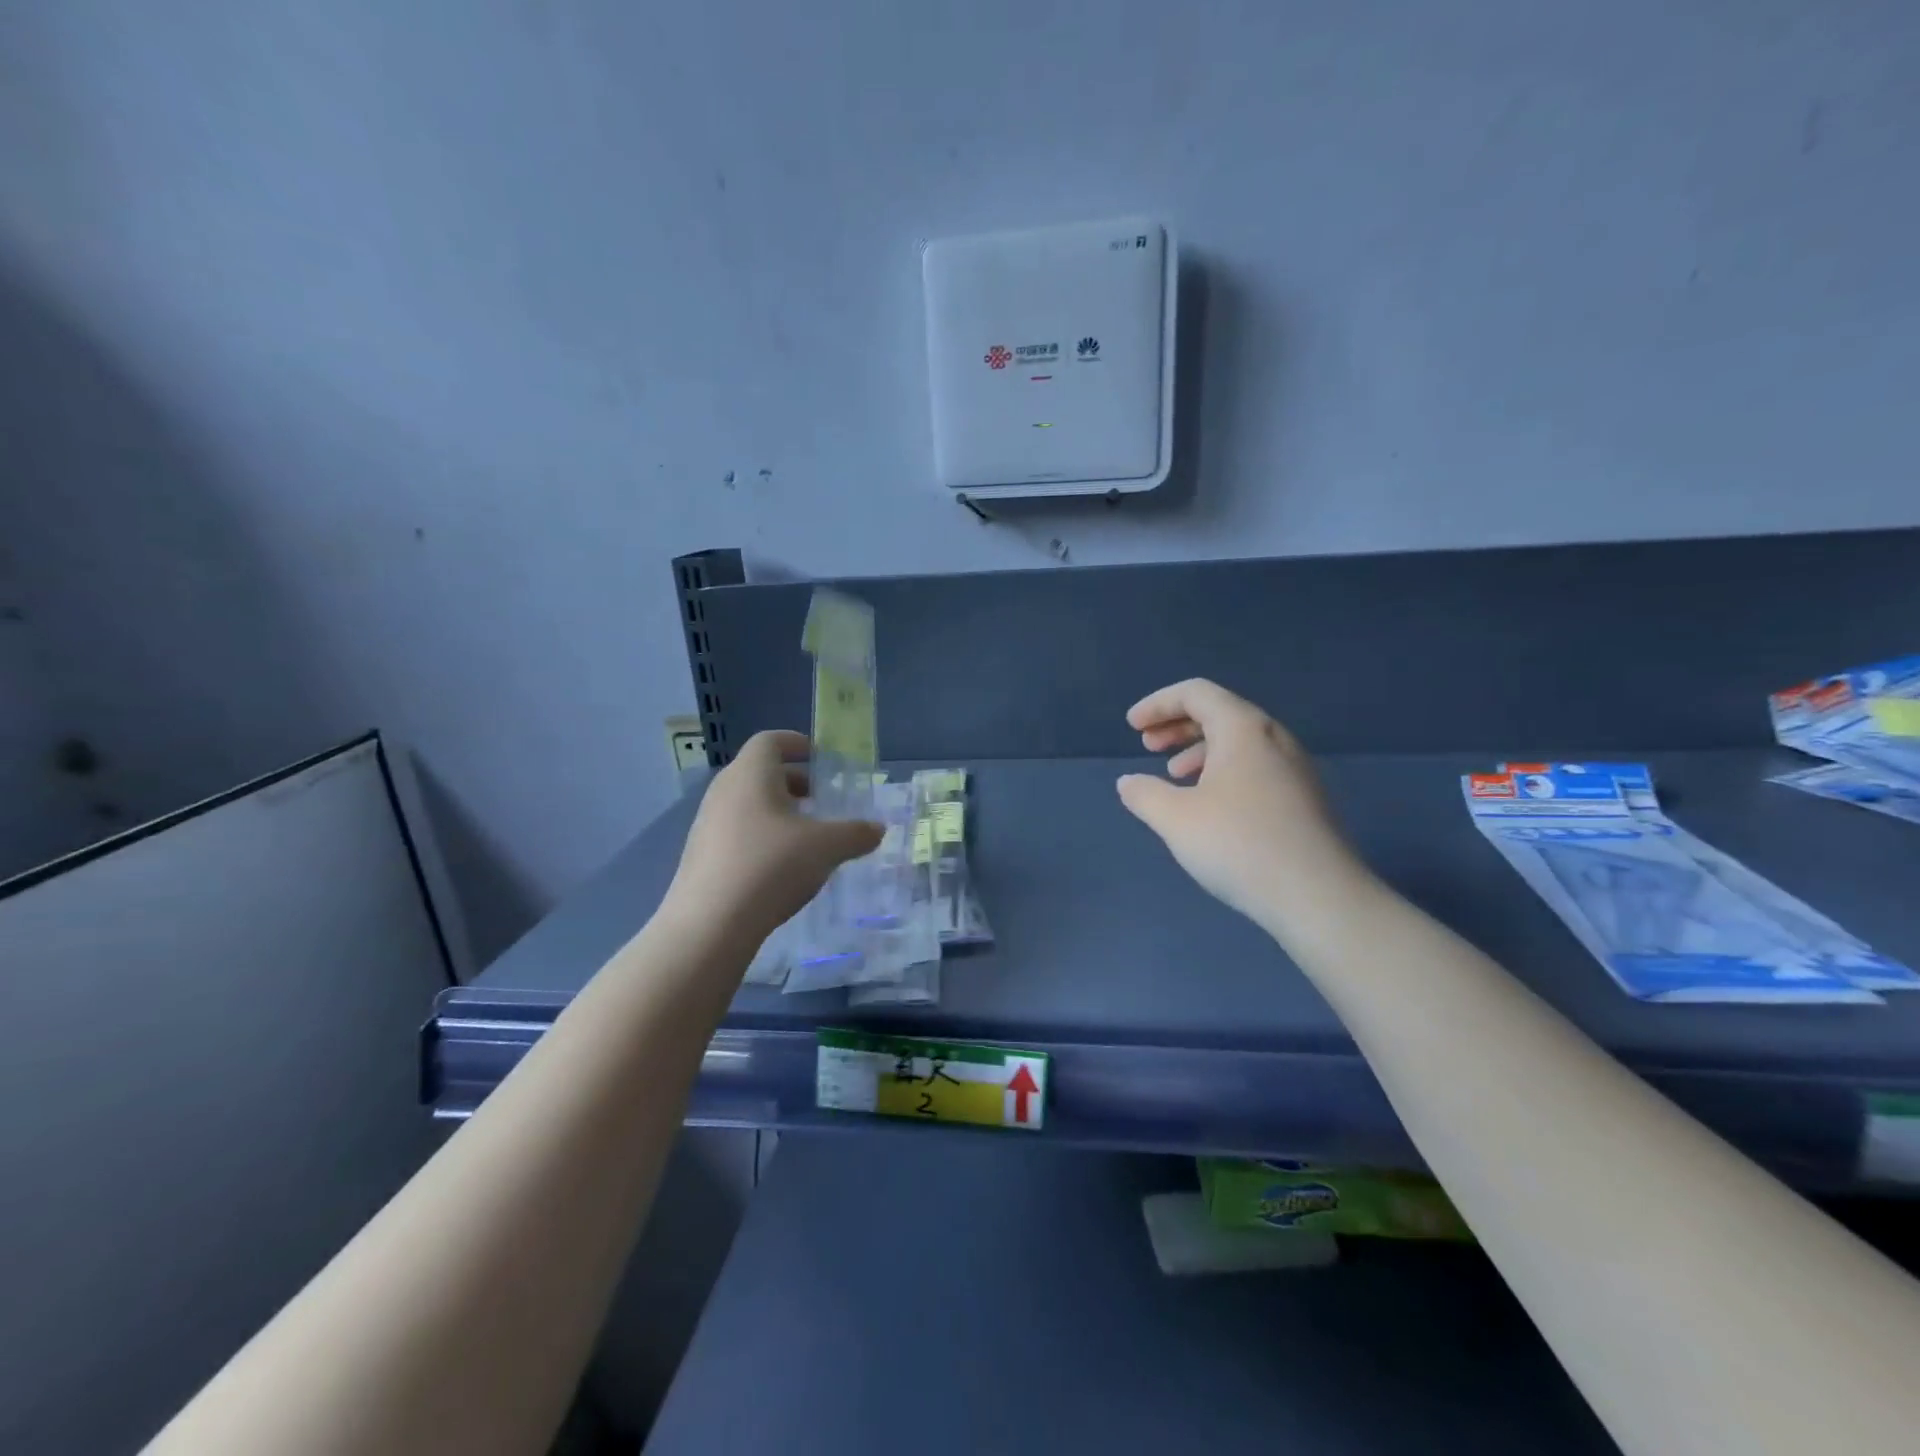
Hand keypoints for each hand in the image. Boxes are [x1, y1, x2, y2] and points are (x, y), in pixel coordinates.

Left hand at [666, 730, 882, 942]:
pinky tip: (781, 867)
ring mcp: (707, 824)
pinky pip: (737, 832)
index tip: (820, 757)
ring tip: (806, 836)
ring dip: (778, 812)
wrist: (710, 924)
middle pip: (759, 772)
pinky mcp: (701, 856)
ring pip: (748, 804)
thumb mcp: (827, 847)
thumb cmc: (771, 866)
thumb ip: (856, 833)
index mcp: (751, 774)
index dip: (796, 743)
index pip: (770, 740)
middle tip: (821, 799)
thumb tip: (877, 829)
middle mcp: (724, 791)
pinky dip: (761, 836)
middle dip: (793, 782)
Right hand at [1116, 679, 1368, 930]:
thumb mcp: (1176, 819)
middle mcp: (1274, 738)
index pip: (1196, 693)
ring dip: (1199, 750)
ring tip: (1174, 776)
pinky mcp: (1305, 798)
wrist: (1319, 897)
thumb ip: (1144, 794)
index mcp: (1244, 729)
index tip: (1132, 727)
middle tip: (1147, 746)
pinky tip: (1210, 806)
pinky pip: (1256, 766)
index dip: (1158, 704)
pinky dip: (1223, 771)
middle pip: (1220, 712)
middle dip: (1177, 725)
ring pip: (1239, 742)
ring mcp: (1295, 768)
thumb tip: (1129, 782)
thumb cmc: (1239, 845)